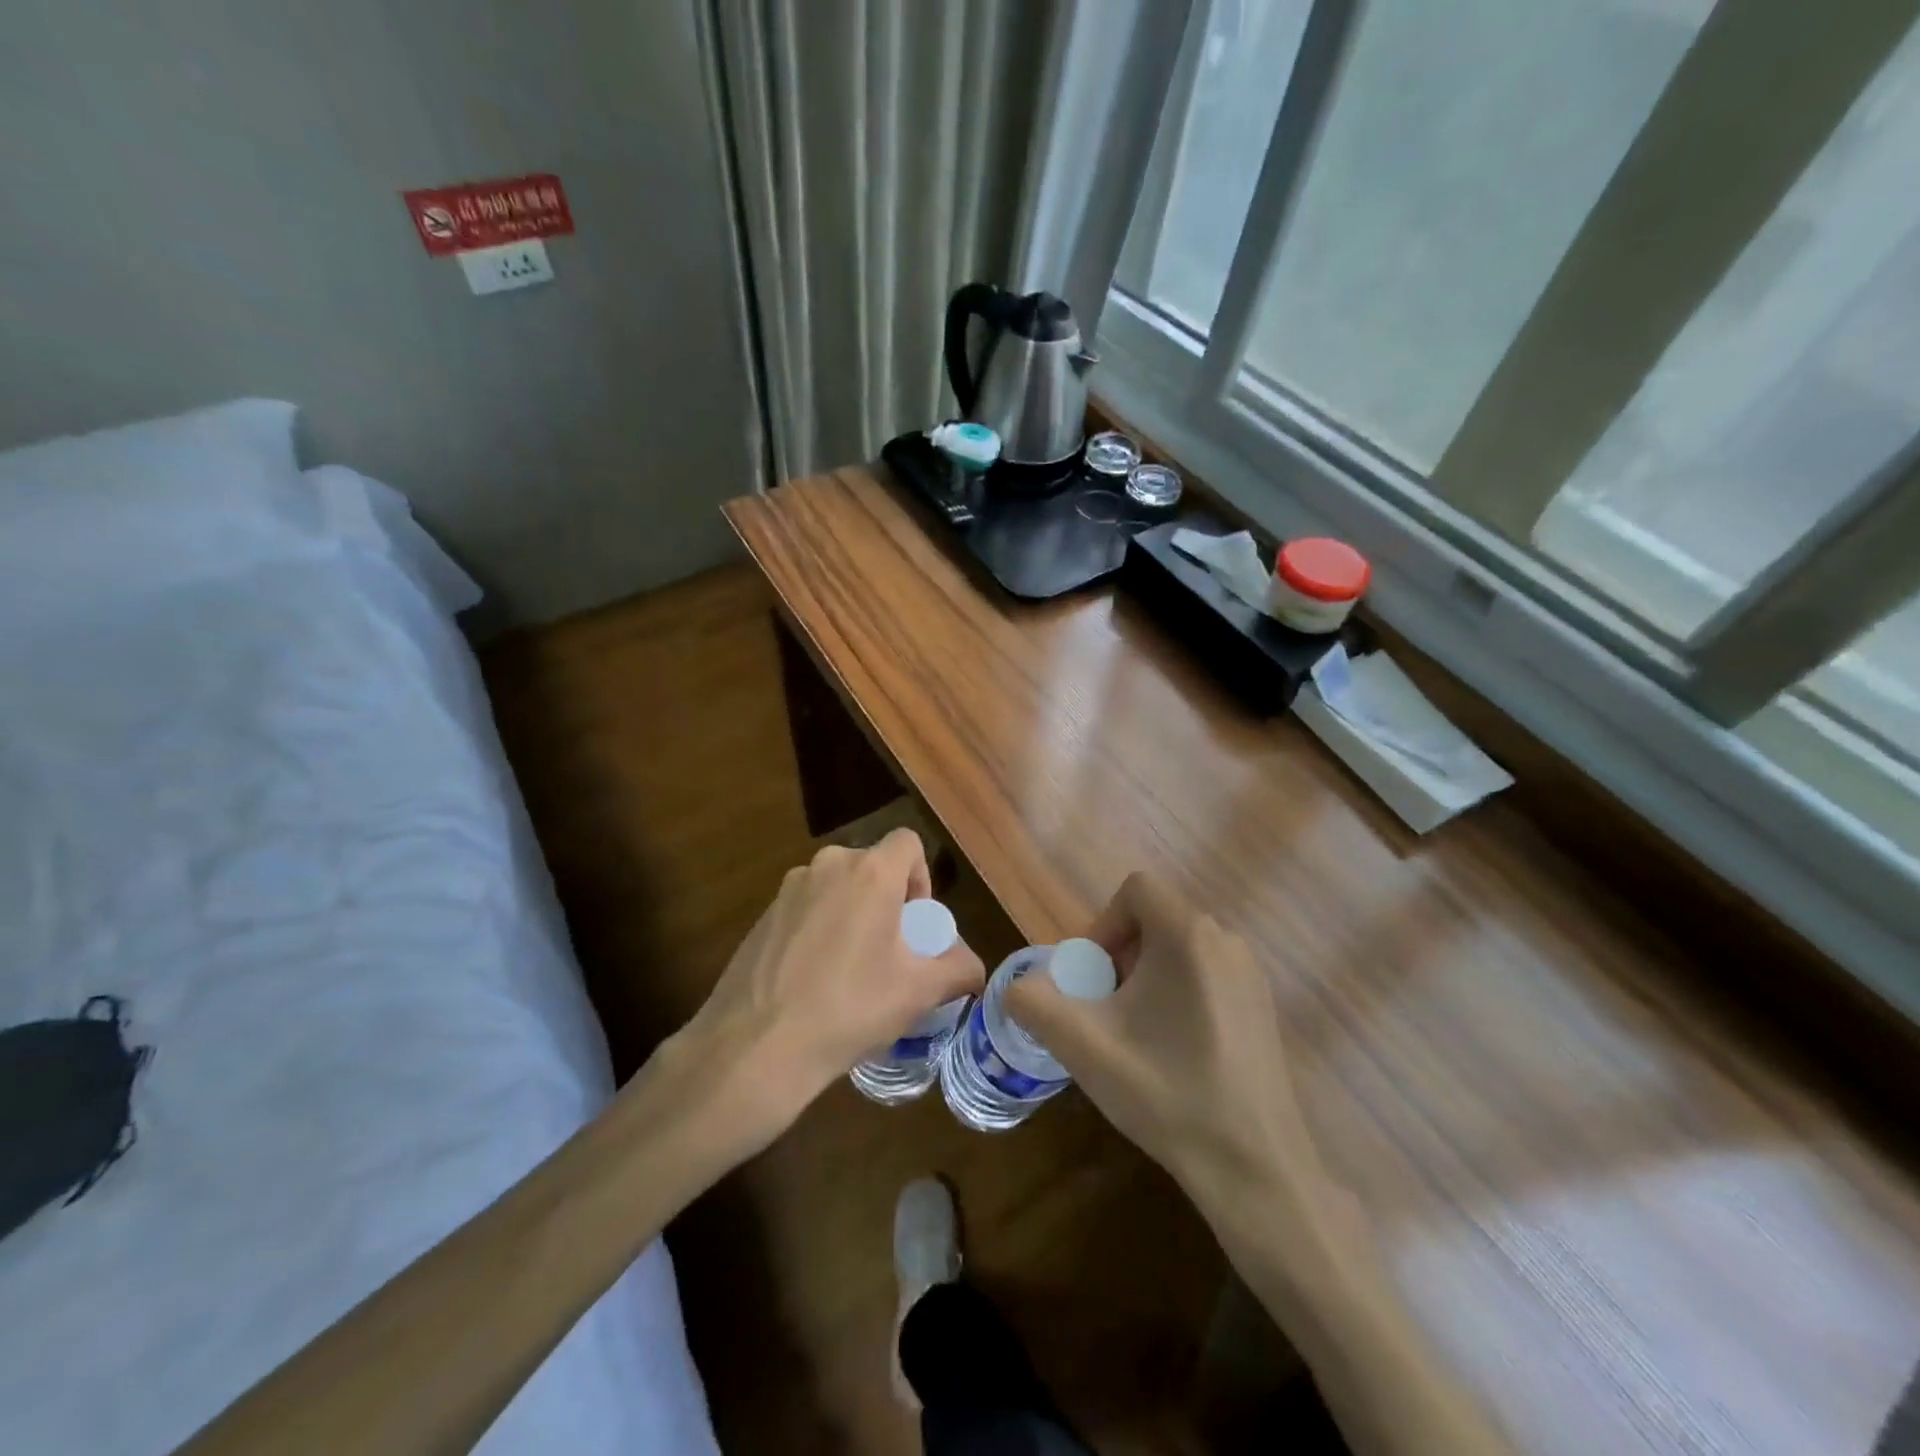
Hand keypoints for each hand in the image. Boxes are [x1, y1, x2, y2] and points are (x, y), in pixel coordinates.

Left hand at [672, 829, 984, 1146]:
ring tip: (851, 970)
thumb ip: (959, 969)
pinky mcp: (762, 915)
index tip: (916, 923)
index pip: (908, 842)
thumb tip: (974, 968)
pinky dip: (818, 930)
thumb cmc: (850, 1008)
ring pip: (836, 887)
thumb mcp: (918, 992)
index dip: (921, 877)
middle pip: (872, 866)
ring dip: (852, 914)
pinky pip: (806, 909)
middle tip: (890, 951)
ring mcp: (788, 889)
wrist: (756, 1046)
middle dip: (887, 900)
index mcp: (870, 872)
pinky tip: (813, 981)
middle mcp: (827, 865)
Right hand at [1006, 872, 1355, 1253]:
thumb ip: (1033, 1002)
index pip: (1135, 889)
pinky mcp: (1263, 1007)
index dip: (1103, 925)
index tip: (1094, 978)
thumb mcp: (1082, 1046)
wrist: (1254, 1168)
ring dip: (1148, 975)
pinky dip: (1179, 992)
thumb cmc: (1166, 1093)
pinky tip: (1175, 1051)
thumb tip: (1016, 987)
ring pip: (1182, 947)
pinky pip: (1208, 974)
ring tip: (1137, 1033)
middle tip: (1108, 1009)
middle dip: (1121, 955)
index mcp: (1188, 935)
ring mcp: (1251, 975)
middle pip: (1156, 918)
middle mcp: (1226, 941)